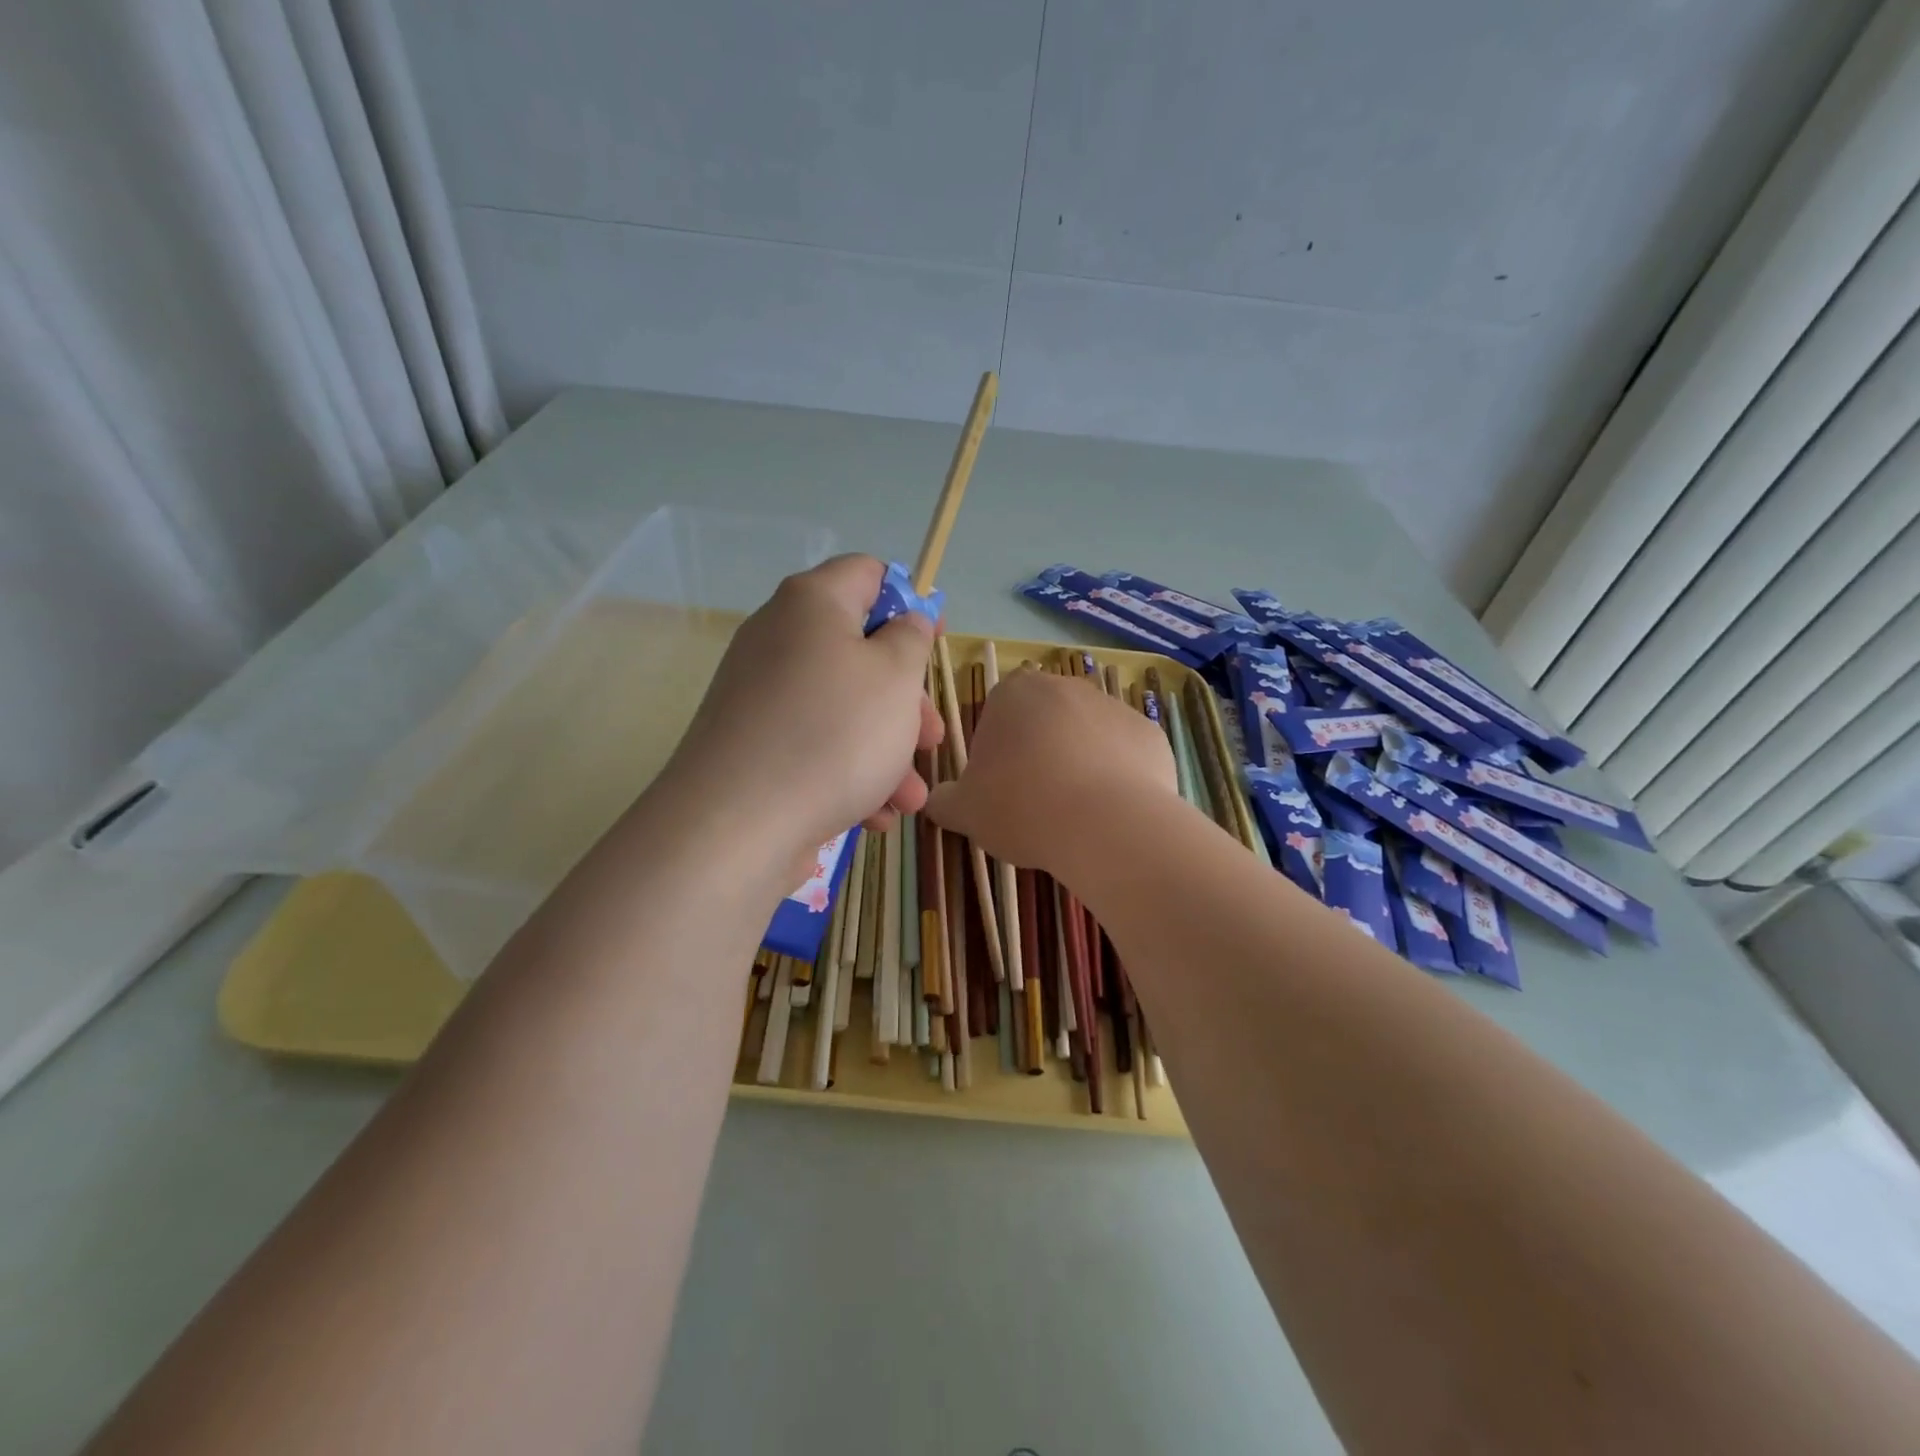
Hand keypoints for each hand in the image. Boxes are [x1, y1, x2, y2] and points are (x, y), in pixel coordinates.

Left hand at [663, 556, 943, 859]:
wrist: (736, 825)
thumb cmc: (834, 734)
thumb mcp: (896, 677)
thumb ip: (911, 638)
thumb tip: (905, 621)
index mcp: (812, 604)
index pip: (867, 574)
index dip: (909, 600)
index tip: (935, 640)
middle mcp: (778, 639)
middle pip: (858, 652)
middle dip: (905, 699)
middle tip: (929, 737)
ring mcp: (760, 696)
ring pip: (841, 709)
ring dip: (885, 750)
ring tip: (910, 799)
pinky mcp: (751, 746)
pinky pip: (812, 745)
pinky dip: (848, 772)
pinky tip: (873, 814)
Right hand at [924, 667, 1176, 876]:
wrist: (1106, 824)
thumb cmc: (1022, 806)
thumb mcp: (964, 811)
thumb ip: (944, 800)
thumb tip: (936, 801)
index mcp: (1014, 692)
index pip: (996, 715)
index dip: (994, 754)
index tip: (999, 789)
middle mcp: (1065, 686)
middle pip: (1043, 722)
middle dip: (1038, 755)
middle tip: (1034, 803)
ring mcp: (1113, 706)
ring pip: (1085, 738)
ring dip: (1078, 765)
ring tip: (1074, 814)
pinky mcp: (1150, 734)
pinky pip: (1124, 756)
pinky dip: (1117, 778)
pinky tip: (1110, 811)